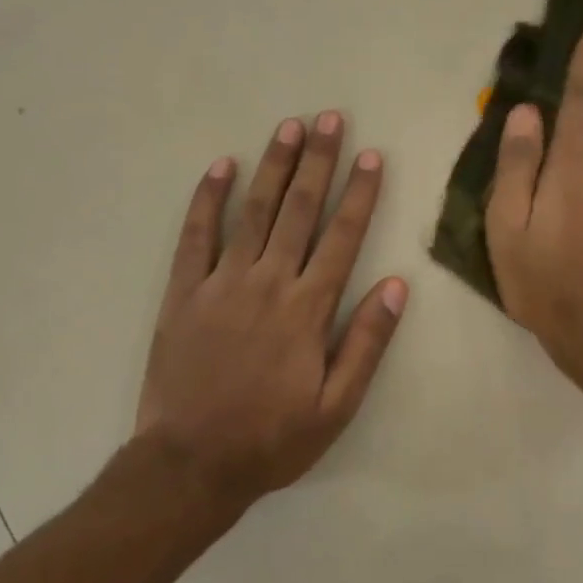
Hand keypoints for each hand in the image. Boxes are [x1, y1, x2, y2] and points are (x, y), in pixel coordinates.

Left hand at [135, 112, 407, 505]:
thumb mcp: (336, 406)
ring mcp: (222, 283)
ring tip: (289, 127)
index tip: (370, 155)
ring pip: (254, 212)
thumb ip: (367, 343)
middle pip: (299, 210)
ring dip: (273, 167)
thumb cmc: (272, 438)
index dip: (359, 193)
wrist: (191, 464)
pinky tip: (220, 166)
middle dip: (318, 162)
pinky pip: (196, 236)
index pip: (342, 237)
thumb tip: (397, 286)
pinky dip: (207, 199)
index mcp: (308, 309)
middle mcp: (269, 283)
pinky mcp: (184, 292)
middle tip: (329, 119)